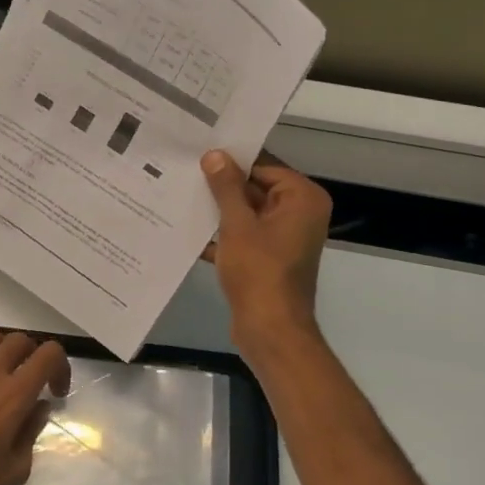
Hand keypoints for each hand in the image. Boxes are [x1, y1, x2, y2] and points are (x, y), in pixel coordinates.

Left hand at [0, 331, 70, 484]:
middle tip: (29, 379)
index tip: (55, 390)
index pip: (48, 355)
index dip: (60, 365)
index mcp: (14, 395)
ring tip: (0, 367)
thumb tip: (38, 407)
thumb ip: (31, 432)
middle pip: (18, 341)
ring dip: (1, 347)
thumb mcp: (14, 470)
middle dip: (32, 354)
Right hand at [201, 150, 331, 351]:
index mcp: (302, 198)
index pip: (264, 166)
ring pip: (248, 213)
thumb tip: (215, 154)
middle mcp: (300, 213)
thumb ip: (226, 187)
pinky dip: (223, 235)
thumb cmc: (259, 272)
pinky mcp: (270, 257)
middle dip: (222, 187)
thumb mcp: (237, 225)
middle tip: (185, 174)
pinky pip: (245, 235)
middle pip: (256, 188)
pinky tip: (190, 232)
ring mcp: (286, 237)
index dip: (232, 162)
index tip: (199, 155)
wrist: (270, 329)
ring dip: (219, 211)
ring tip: (181, 198)